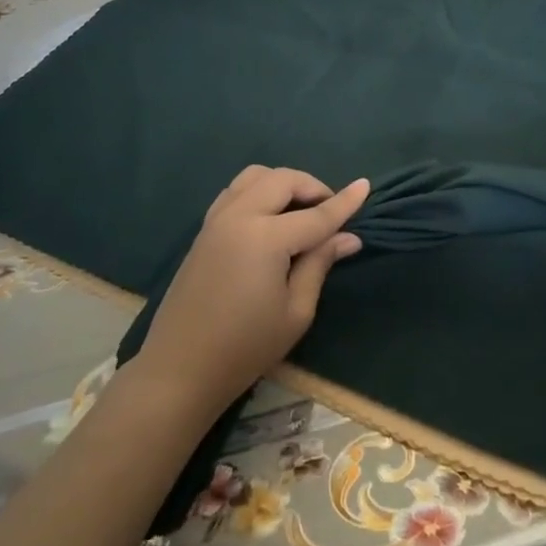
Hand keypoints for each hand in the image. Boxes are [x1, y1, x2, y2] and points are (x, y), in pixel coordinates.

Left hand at [134, 166, 369, 415]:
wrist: (179, 369)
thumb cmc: (245, 348)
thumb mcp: (295, 312)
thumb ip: (320, 264)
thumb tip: (349, 237)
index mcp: (265, 237)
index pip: (316, 214)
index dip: (345, 202)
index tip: (366, 186)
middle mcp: (240, 216)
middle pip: (283, 180)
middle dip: (312, 187)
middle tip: (330, 211)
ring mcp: (217, 219)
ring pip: (256, 176)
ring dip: (283, 183)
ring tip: (300, 210)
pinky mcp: (204, 229)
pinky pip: (236, 190)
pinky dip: (259, 190)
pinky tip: (270, 217)